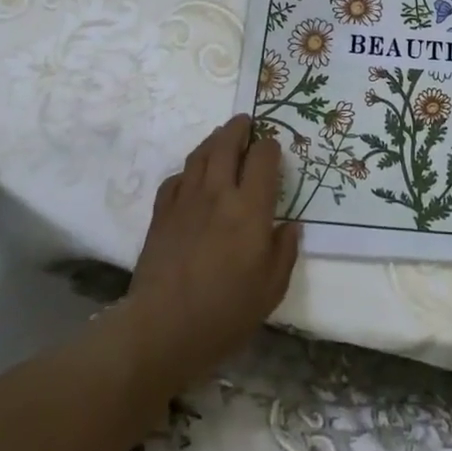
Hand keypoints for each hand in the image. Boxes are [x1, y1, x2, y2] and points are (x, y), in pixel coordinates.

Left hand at [118, 115, 299, 393]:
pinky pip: (175, 179)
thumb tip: (290, 226)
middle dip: (239, 128)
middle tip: (246, 122)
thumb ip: (284, 251)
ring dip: (213, 140)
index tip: (274, 149)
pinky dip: (187, 171)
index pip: (263, 158)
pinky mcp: (161, 215)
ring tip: (221, 137)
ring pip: (199, 155)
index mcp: (249, 207)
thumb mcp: (271, 289)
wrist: (161, 329)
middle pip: (227, 144)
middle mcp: (218, 193)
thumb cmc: (224, 312)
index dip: (270, 147)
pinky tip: (191, 178)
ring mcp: (186, 201)